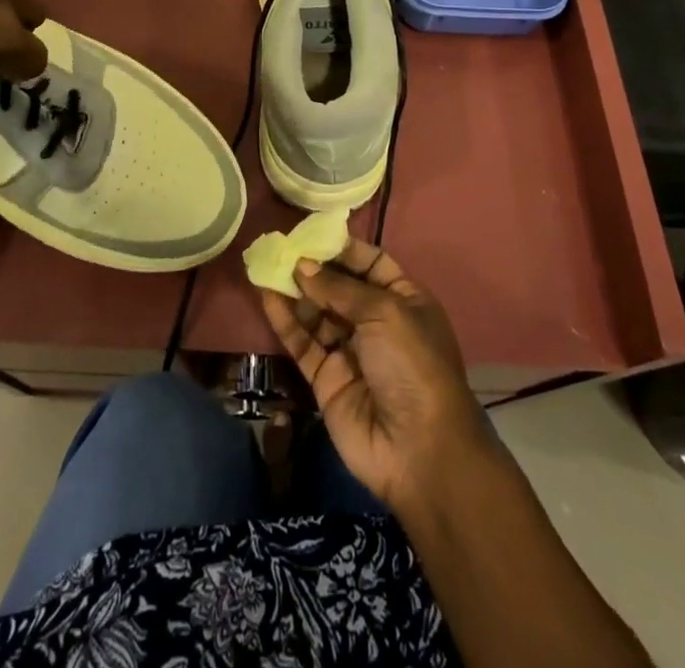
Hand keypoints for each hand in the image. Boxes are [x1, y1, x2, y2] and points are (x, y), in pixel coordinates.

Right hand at [259, 238, 492, 514]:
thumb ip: (339, 288)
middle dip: (312, 267)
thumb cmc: (412, 366)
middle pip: (339, 286)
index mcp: (404, 300)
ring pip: (316, 312)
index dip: (343, 248)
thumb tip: (302, 265)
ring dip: (294, 289)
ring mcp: (350, 351)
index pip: (371, 263)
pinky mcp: (326, 378)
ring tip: (266, 264)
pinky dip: (284, 319)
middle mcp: (376, 322)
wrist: (419, 451)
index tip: (311, 233)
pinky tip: (265, 295)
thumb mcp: (384, 313)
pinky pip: (302, 341)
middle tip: (279, 246)